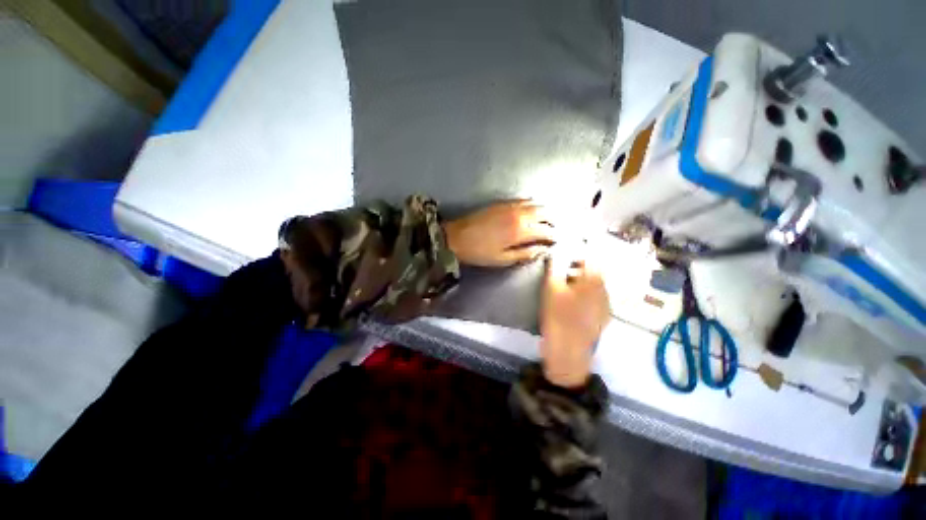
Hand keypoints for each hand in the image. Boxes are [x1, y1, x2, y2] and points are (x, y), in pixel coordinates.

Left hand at [444, 201, 554, 266]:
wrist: (456, 237)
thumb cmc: (480, 252)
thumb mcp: (503, 259)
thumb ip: (525, 254)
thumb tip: (542, 250)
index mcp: (520, 231)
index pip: (545, 231)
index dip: (553, 237)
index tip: (555, 241)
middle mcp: (519, 215)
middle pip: (544, 213)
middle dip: (553, 220)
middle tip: (554, 228)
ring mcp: (510, 206)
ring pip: (535, 204)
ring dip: (544, 211)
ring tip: (546, 220)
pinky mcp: (502, 202)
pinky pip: (523, 199)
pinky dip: (532, 204)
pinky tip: (531, 210)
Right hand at [540, 251, 610, 387]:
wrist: (568, 349)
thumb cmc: (558, 315)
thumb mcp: (551, 287)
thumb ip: (556, 266)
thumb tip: (558, 251)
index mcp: (594, 279)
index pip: (591, 256)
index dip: (577, 252)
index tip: (565, 253)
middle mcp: (605, 289)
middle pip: (593, 270)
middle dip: (578, 267)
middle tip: (562, 270)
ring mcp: (606, 304)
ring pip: (595, 284)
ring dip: (582, 280)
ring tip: (565, 286)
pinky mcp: (603, 316)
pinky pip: (595, 298)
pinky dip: (586, 294)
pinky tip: (573, 302)